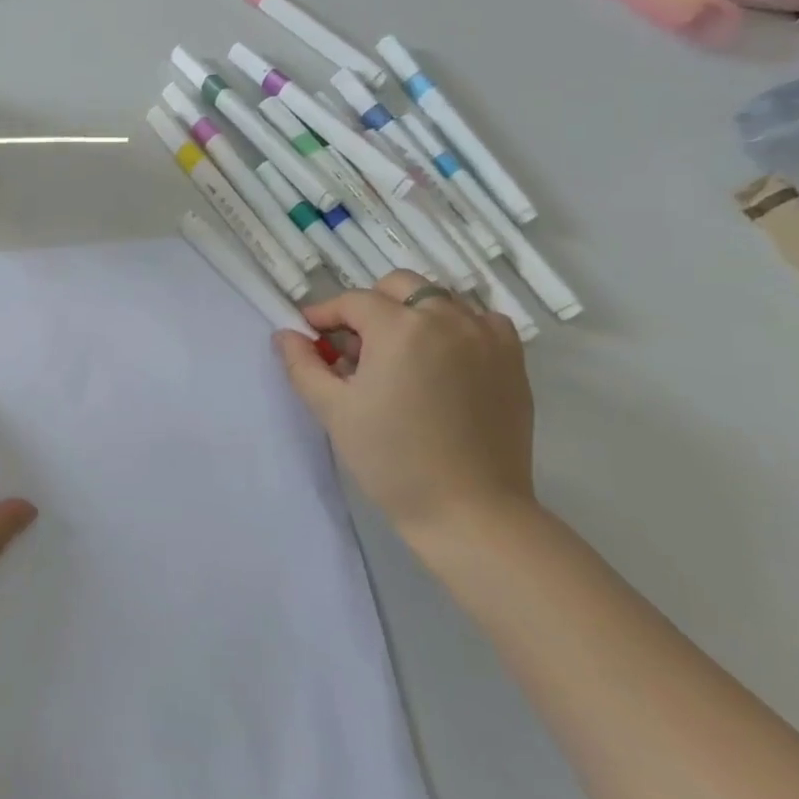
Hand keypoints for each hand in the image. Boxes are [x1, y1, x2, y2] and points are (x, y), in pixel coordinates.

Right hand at [273, 271, 535, 551]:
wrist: (470, 512)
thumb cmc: (391, 460)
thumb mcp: (333, 410)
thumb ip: (303, 364)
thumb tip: (286, 334)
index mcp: (400, 328)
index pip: (353, 301)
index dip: (325, 314)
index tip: (310, 334)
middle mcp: (447, 319)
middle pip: (399, 286)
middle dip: (369, 305)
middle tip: (355, 345)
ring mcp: (486, 337)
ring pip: (440, 299)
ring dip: (412, 313)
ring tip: (399, 354)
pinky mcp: (512, 361)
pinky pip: (481, 321)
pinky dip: (457, 327)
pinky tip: (443, 359)